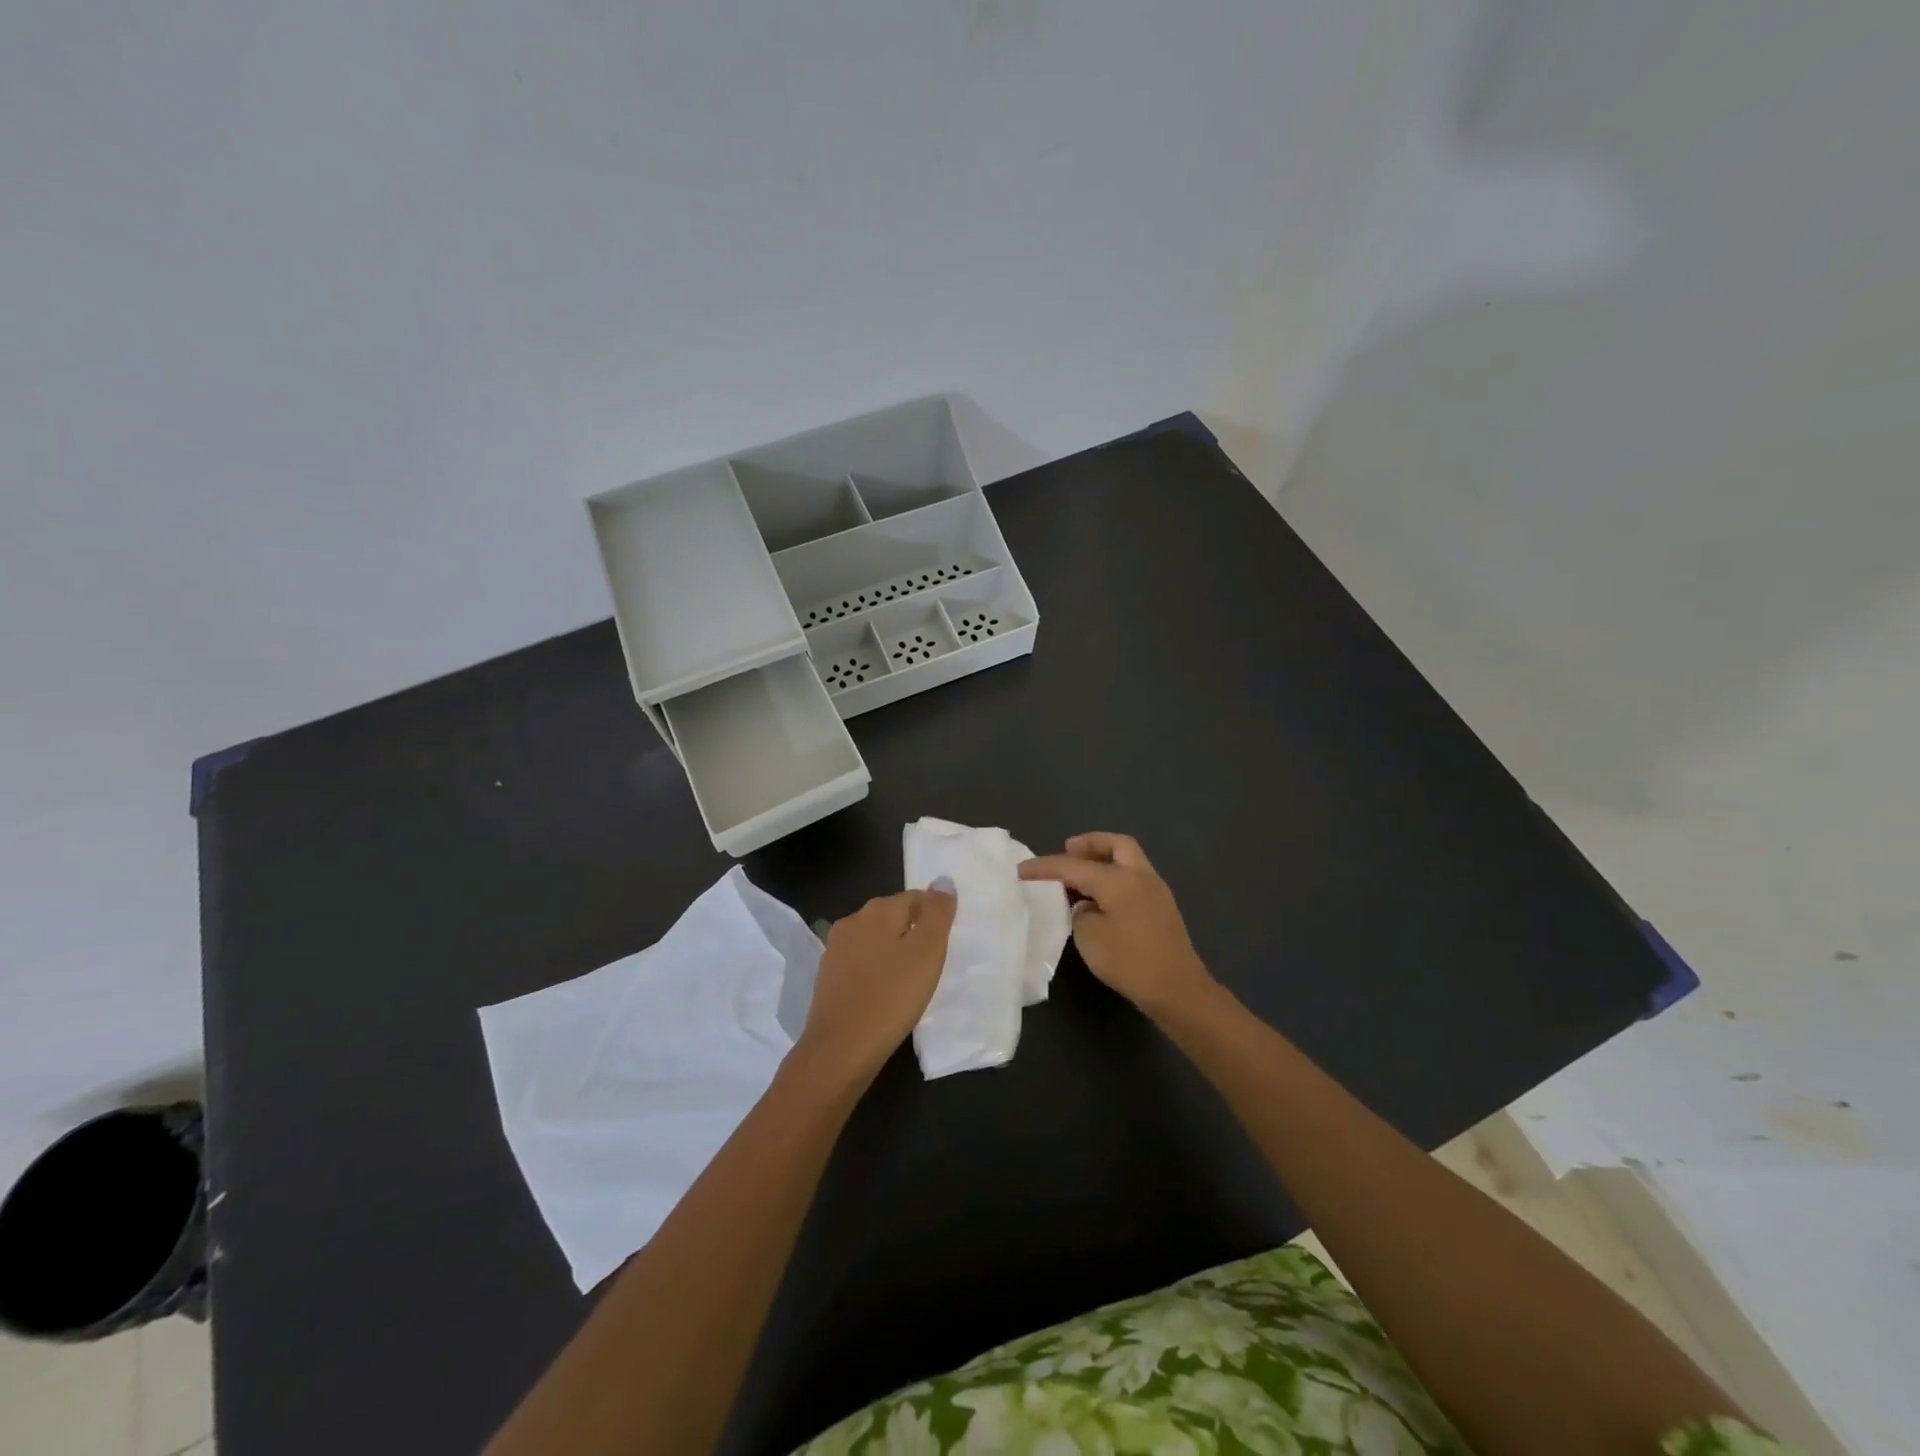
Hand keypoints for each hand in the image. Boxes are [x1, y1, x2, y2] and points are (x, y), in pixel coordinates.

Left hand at [792, 884, 956, 1085]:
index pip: (916, 897)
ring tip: (911, 981)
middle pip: (893, 916)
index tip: (945, 946)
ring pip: (876, 939)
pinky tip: (885, 993)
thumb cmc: (891, 997)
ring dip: (894, 952)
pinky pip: (861, 962)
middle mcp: (853, 920)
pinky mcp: (828, 976)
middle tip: (932, 964)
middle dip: (913, 932)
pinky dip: (876, 971)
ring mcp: (836, 948)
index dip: (934, 917)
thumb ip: (937, 913)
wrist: (840, 1049)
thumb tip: (943, 880)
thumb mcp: (927, 952)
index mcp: (878, 909)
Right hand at [1018, 833, 1213, 1018]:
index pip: (1074, 866)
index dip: (1045, 867)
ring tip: (1079, 875)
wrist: (1178, 990)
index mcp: (1119, 879)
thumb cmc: (1129, 961)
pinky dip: (1114, 877)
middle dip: (1090, 843)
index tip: (1021, 869)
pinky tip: (1100, 897)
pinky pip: (1133, 879)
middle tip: (1067, 849)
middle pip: (1116, 844)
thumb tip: (1087, 905)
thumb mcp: (1089, 937)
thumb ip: (1081, 912)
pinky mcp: (1162, 909)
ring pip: (1128, 860)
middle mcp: (1140, 876)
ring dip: (1104, 860)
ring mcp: (1156, 891)